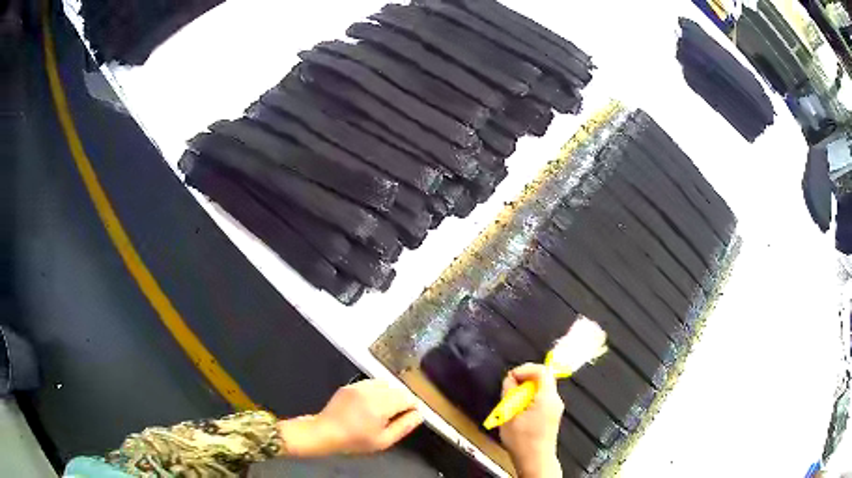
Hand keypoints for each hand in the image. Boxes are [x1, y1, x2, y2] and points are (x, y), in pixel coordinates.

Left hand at [278, 379, 421, 456]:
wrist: (326, 432)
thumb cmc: (355, 440)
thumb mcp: (384, 440)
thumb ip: (404, 426)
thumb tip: (418, 414)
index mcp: (381, 405)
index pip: (408, 398)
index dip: (412, 408)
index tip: (408, 417)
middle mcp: (372, 391)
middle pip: (399, 389)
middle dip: (402, 401)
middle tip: (395, 417)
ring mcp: (360, 385)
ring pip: (386, 384)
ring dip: (390, 395)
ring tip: (383, 410)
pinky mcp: (351, 384)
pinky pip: (372, 383)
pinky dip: (377, 391)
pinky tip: (370, 404)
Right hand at [500, 364, 563, 477]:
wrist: (535, 460)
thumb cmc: (523, 442)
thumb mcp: (509, 415)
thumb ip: (509, 393)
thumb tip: (509, 379)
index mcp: (547, 398)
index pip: (541, 370)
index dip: (525, 369)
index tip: (511, 376)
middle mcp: (555, 400)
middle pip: (542, 378)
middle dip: (524, 379)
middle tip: (509, 389)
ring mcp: (555, 407)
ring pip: (541, 388)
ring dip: (526, 390)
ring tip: (511, 402)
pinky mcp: (552, 414)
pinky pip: (542, 397)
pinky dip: (530, 398)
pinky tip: (519, 410)